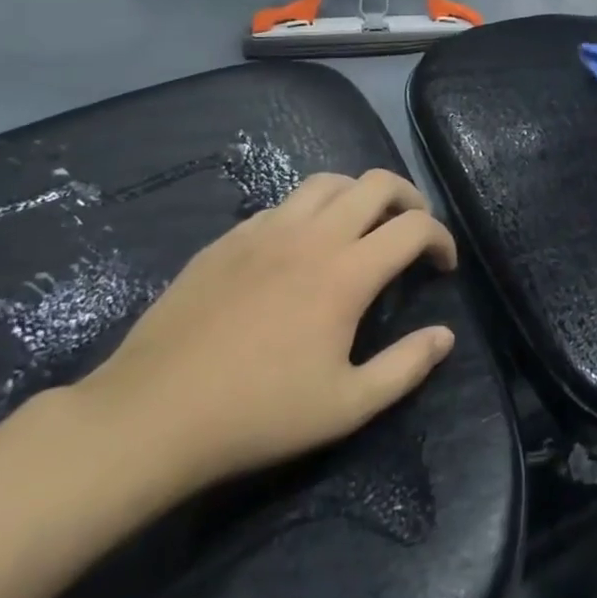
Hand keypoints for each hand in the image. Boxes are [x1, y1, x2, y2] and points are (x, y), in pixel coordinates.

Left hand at [73, 169, 457, 496]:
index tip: (443, 265)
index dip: (441, 238)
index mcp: (347, 272)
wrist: (150, 416)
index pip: (414, 226)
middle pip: (377, 182)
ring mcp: (265, 230)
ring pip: (328, 181)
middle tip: (412, 229)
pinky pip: (283, 204)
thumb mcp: (346, 407)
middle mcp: (312, 235)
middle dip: (409, 197)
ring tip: (362, 226)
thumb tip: (445, 336)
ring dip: (359, 195)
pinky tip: (301, 248)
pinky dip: (310, 212)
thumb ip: (406, 367)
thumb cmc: (257, 414)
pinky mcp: (229, 238)